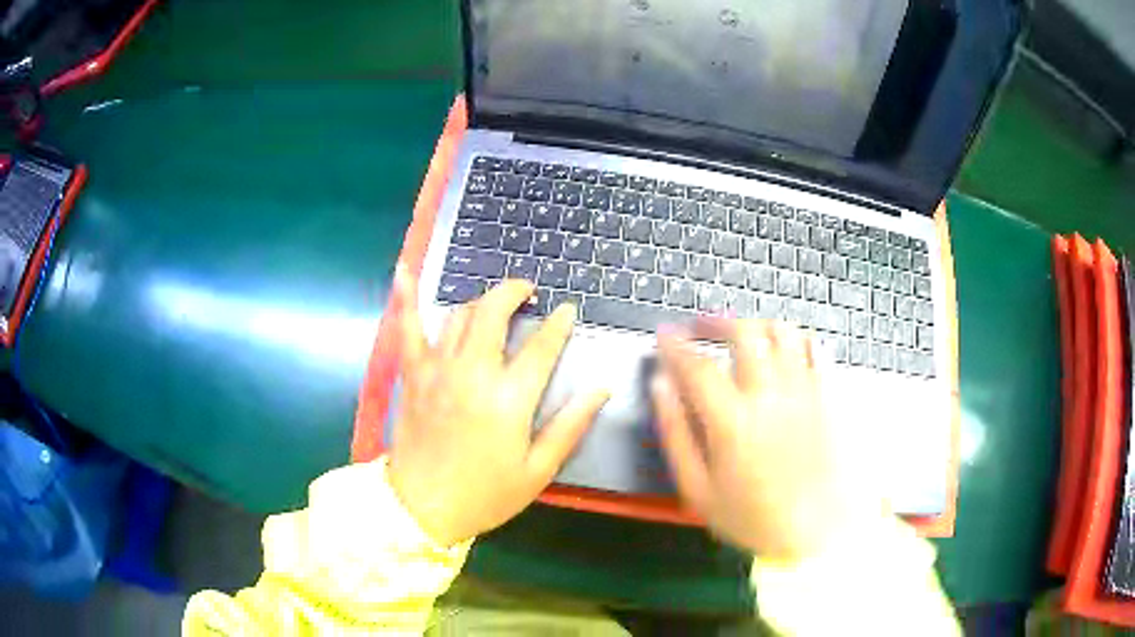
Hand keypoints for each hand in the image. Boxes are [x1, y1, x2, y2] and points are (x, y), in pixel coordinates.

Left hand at [387, 267, 609, 545]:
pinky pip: (407, 327)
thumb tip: (601, 389)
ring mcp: (437, 369)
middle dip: (514, 292)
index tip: (568, 310)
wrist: (421, 508)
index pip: (541, 347)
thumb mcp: (537, 470)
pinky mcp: (413, 374)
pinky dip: (406, 296)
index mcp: (509, 399)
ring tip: (495, 302)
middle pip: (494, 313)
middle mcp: (472, 373)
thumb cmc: (485, 494)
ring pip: (460, 315)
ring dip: (481, 301)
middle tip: (529, 292)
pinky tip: (405, 269)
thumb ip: (570, 426)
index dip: (558, 325)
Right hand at [653, 319, 882, 561]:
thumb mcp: (698, 490)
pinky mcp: (829, 396)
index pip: (697, 366)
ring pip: (782, 333)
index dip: (675, 344)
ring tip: (743, 333)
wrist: (817, 533)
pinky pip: (816, 350)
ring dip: (757, 324)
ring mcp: (805, 392)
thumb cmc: (752, 518)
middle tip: (701, 326)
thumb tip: (661, 386)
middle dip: (716, 321)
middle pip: (744, 333)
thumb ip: (676, 434)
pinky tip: (786, 349)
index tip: (663, 333)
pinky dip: (797, 340)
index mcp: (733, 420)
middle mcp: (770, 395)